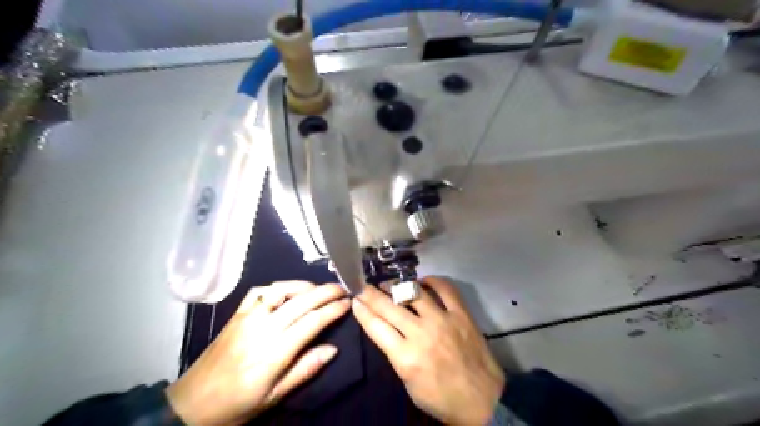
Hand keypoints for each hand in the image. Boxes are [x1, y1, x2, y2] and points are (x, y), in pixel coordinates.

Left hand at [167, 281, 349, 424]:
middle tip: (342, 288)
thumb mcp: (274, 397)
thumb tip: (333, 349)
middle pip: (301, 301)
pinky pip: (258, 291)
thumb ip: (305, 369)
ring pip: (280, 290)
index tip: (348, 302)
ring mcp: (247, 317)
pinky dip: (277, 287)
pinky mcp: (236, 314)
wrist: (191, 405)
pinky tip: (287, 291)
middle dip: (325, 292)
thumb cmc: (238, 404)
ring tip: (319, 289)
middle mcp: (262, 328)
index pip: (312, 322)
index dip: (333, 310)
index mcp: (275, 351)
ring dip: (303, 285)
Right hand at [353, 277, 505, 423]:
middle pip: (389, 307)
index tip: (355, 299)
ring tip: (389, 283)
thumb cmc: (441, 398)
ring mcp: (442, 320)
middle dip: (371, 294)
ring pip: (413, 293)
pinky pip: (446, 289)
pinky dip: (433, 281)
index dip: (362, 311)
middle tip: (363, 286)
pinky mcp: (461, 315)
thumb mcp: (408, 383)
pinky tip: (423, 281)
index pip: (375, 326)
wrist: (482, 401)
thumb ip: (396, 353)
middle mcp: (421, 333)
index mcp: (405, 357)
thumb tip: (386, 329)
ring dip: (397, 286)